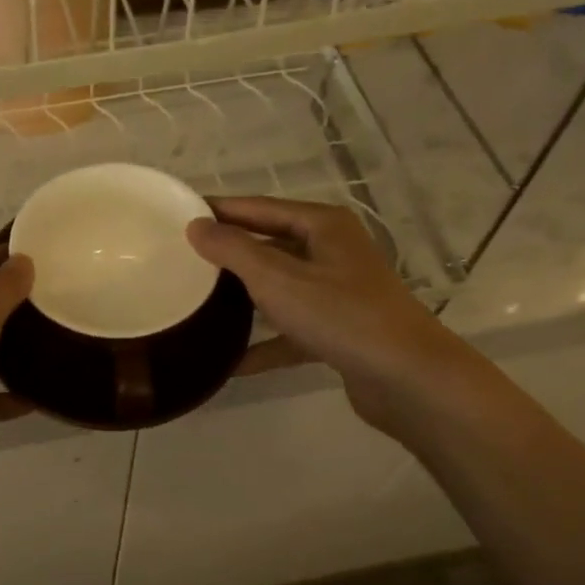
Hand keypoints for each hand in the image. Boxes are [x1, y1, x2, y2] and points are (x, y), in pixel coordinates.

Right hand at [187, 196, 462, 431]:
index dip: (220, 210)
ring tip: (199, 305)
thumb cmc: (340, 314)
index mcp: (323, 226)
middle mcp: (333, 252)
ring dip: (243, 300)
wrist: (406, 377)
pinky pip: (290, 331)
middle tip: (182, 261)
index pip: (259, 207)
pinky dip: (264, 343)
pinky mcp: (339, 331)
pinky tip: (230, 363)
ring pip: (279, 289)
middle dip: (229, 255)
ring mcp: (338, 293)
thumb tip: (196, 226)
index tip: (179, 216)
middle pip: (270, 246)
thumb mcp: (276, 277)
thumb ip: (233, 250)